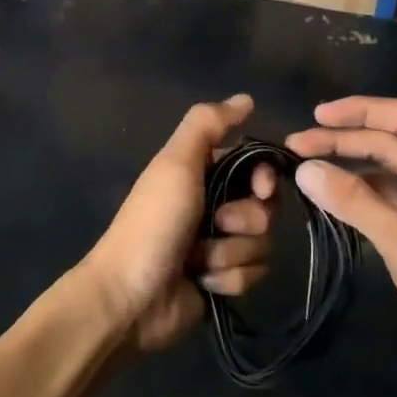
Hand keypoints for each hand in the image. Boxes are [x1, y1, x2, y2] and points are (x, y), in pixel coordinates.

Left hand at [79, 95, 276, 352]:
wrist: (130, 298)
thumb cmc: (153, 223)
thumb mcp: (176, 163)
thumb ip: (207, 124)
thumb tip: (246, 98)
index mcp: (202, 173)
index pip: (257, 167)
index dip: (265, 178)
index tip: (261, 190)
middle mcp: (215, 205)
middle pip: (265, 207)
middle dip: (244, 220)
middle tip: (218, 224)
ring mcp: (220, 246)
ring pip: (262, 244)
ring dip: (230, 253)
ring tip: (198, 260)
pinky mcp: (223, 281)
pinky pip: (253, 275)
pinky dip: (227, 279)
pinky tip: (201, 283)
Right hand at [286, 97, 396, 391]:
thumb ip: (354, 202)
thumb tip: (305, 169)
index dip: (359, 110)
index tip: (315, 115)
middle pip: (395, 144)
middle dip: (346, 141)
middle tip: (296, 149)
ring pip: (395, 174)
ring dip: (354, 169)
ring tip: (310, 174)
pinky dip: (368, 198)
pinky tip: (339, 205)